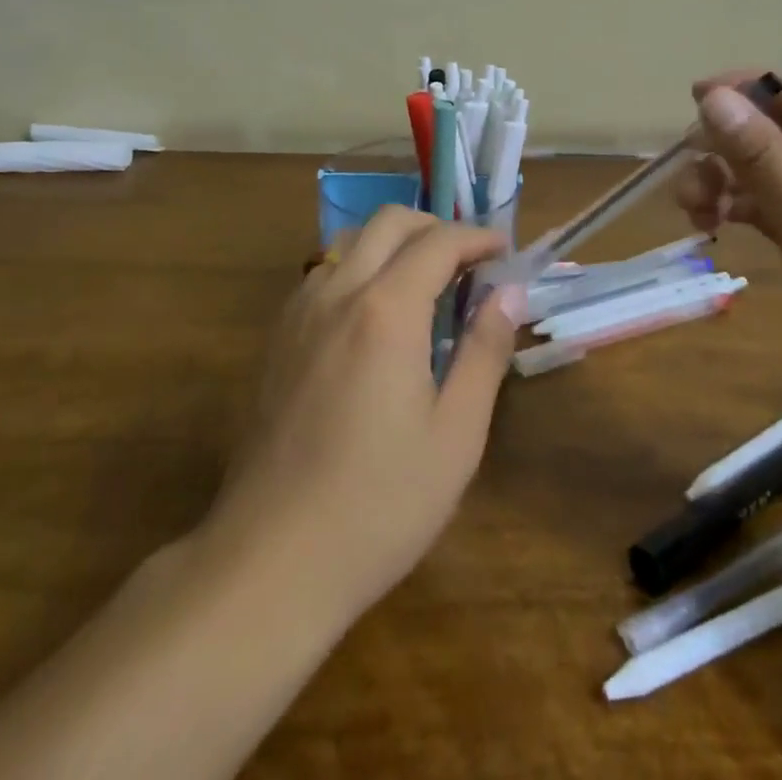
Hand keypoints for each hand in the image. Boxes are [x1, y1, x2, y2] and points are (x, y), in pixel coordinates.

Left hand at [201, 208, 525, 626]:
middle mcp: (338, 293)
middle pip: (388, 222)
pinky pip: (324, 274)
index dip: (477, 238)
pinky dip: (359, 267)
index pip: (438, 242)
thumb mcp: (456, 434)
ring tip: (425, 283)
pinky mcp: (277, 339)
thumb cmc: (380, 502)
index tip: (504, 252)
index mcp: (386, 311)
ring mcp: (299, 313)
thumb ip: (485, 352)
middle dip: (434, 226)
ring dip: (393, 243)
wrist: (273, 558)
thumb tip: (509, 293)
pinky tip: (375, 316)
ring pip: (349, 242)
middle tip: (467, 260)